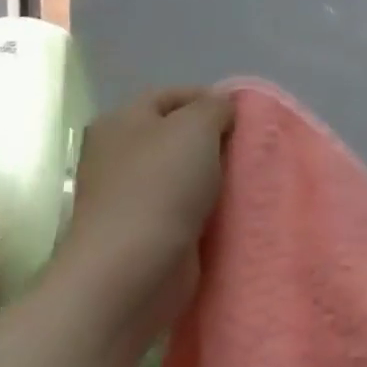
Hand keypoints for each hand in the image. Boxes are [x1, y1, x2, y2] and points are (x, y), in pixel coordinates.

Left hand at [53, 88, 233, 341]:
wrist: (130, 272)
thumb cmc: (160, 186)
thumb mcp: (196, 126)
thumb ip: (215, 106)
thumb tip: (222, 108)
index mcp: (120, 121)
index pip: (173, 95)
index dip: (210, 99)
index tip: (244, 116)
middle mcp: (117, 154)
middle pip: (178, 134)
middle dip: (215, 139)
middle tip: (249, 147)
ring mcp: (127, 196)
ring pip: (184, 172)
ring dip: (214, 175)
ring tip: (246, 178)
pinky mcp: (143, 231)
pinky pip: (184, 207)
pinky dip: (207, 207)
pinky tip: (231, 209)